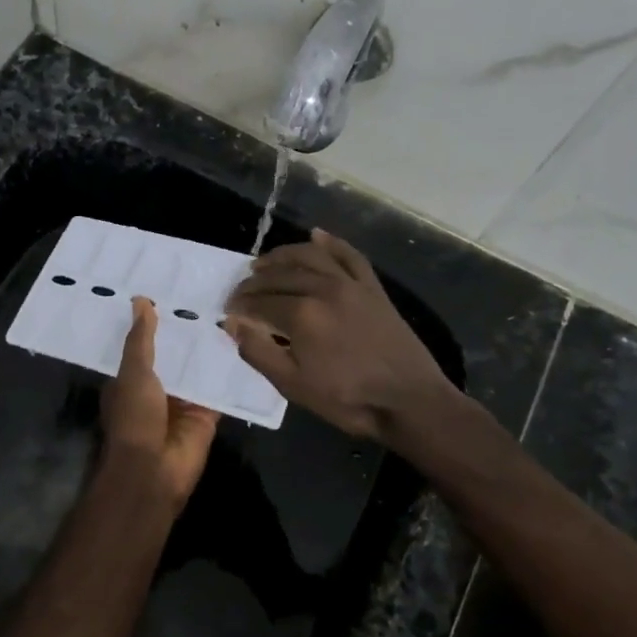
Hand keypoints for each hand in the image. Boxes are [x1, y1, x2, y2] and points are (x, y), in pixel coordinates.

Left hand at [99, 297, 220, 508]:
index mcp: (131, 381)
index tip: (171, 291)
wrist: (154, 470)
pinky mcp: (207, 416)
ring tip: (232, 311)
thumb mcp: (133, 372)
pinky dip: (231, 374)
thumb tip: (140, 300)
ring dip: (211, 351)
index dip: (155, 322)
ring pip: (199, 372)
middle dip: (188, 334)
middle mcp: (157, 390)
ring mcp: (183, 404)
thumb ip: (141, 339)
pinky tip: (248, 346)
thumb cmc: (134, 418)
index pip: (144, 346)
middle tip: (211, 295)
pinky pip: (221, 391)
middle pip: (175, 357)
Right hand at [225, 229, 457, 441]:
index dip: (240, 305)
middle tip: (240, 291)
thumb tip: (233, 324)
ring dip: (283, 255)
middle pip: (280, 275)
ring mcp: (351, 285)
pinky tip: (315, 235)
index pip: (259, 302)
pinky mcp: (373, 288)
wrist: (409, 401)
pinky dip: (331, 243)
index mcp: (302, 314)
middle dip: (255, 281)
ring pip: (311, 257)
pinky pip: (350, 256)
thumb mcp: (293, 386)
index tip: (228, 311)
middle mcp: (324, 289)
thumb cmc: (348, 399)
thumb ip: (259, 352)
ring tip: (265, 263)